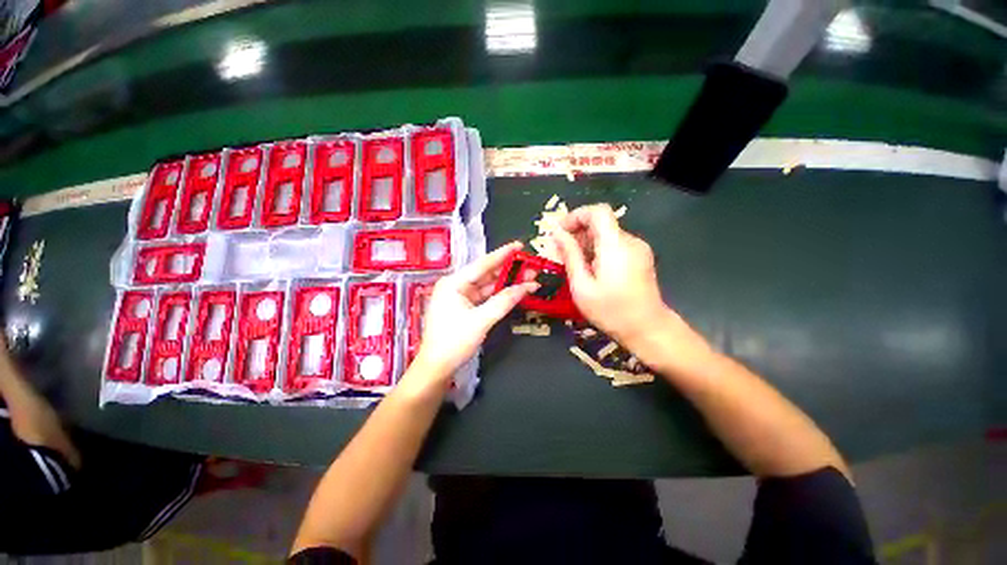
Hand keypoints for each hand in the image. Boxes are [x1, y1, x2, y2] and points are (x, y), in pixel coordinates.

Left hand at [412, 242, 536, 381]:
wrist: (437, 368)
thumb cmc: (454, 342)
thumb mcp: (481, 320)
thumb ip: (504, 301)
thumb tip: (527, 287)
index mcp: (453, 283)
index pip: (482, 264)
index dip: (503, 254)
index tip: (520, 245)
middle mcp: (455, 285)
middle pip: (486, 274)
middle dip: (509, 270)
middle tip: (530, 265)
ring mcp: (460, 297)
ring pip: (487, 286)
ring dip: (506, 283)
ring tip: (528, 277)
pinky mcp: (464, 308)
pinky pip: (485, 297)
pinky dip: (499, 295)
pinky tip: (514, 291)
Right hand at [551, 204, 673, 347]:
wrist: (648, 329)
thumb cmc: (611, 311)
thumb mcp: (582, 286)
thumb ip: (570, 256)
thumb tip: (557, 234)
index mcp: (615, 245)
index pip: (598, 211)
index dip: (576, 215)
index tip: (560, 232)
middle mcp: (630, 241)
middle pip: (601, 222)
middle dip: (577, 232)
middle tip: (561, 252)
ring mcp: (638, 248)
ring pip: (607, 234)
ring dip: (586, 243)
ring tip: (574, 264)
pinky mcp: (640, 257)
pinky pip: (615, 244)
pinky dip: (598, 250)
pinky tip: (591, 269)